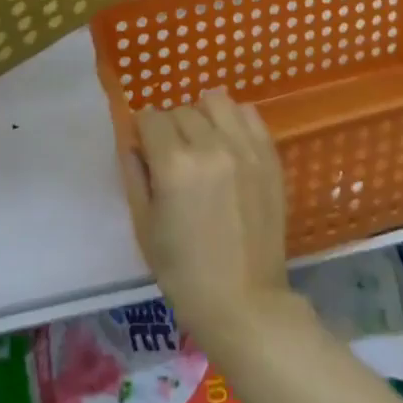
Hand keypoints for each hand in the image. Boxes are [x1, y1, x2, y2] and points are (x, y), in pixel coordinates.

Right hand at [121, 91, 298, 350]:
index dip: (143, 132)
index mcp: (174, 165)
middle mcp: (210, 146)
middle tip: (172, 157)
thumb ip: (135, 175)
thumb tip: (134, 142)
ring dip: (202, 115)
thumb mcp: (144, 226)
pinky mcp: (269, 154)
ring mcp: (245, 147)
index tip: (145, 149)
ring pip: (215, 101)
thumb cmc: (184, 273)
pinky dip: (233, 119)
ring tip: (202, 142)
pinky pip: (248, 113)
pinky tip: (228, 142)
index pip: (150, 118)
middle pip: (181, 110)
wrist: (245, 302)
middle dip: (170, 128)